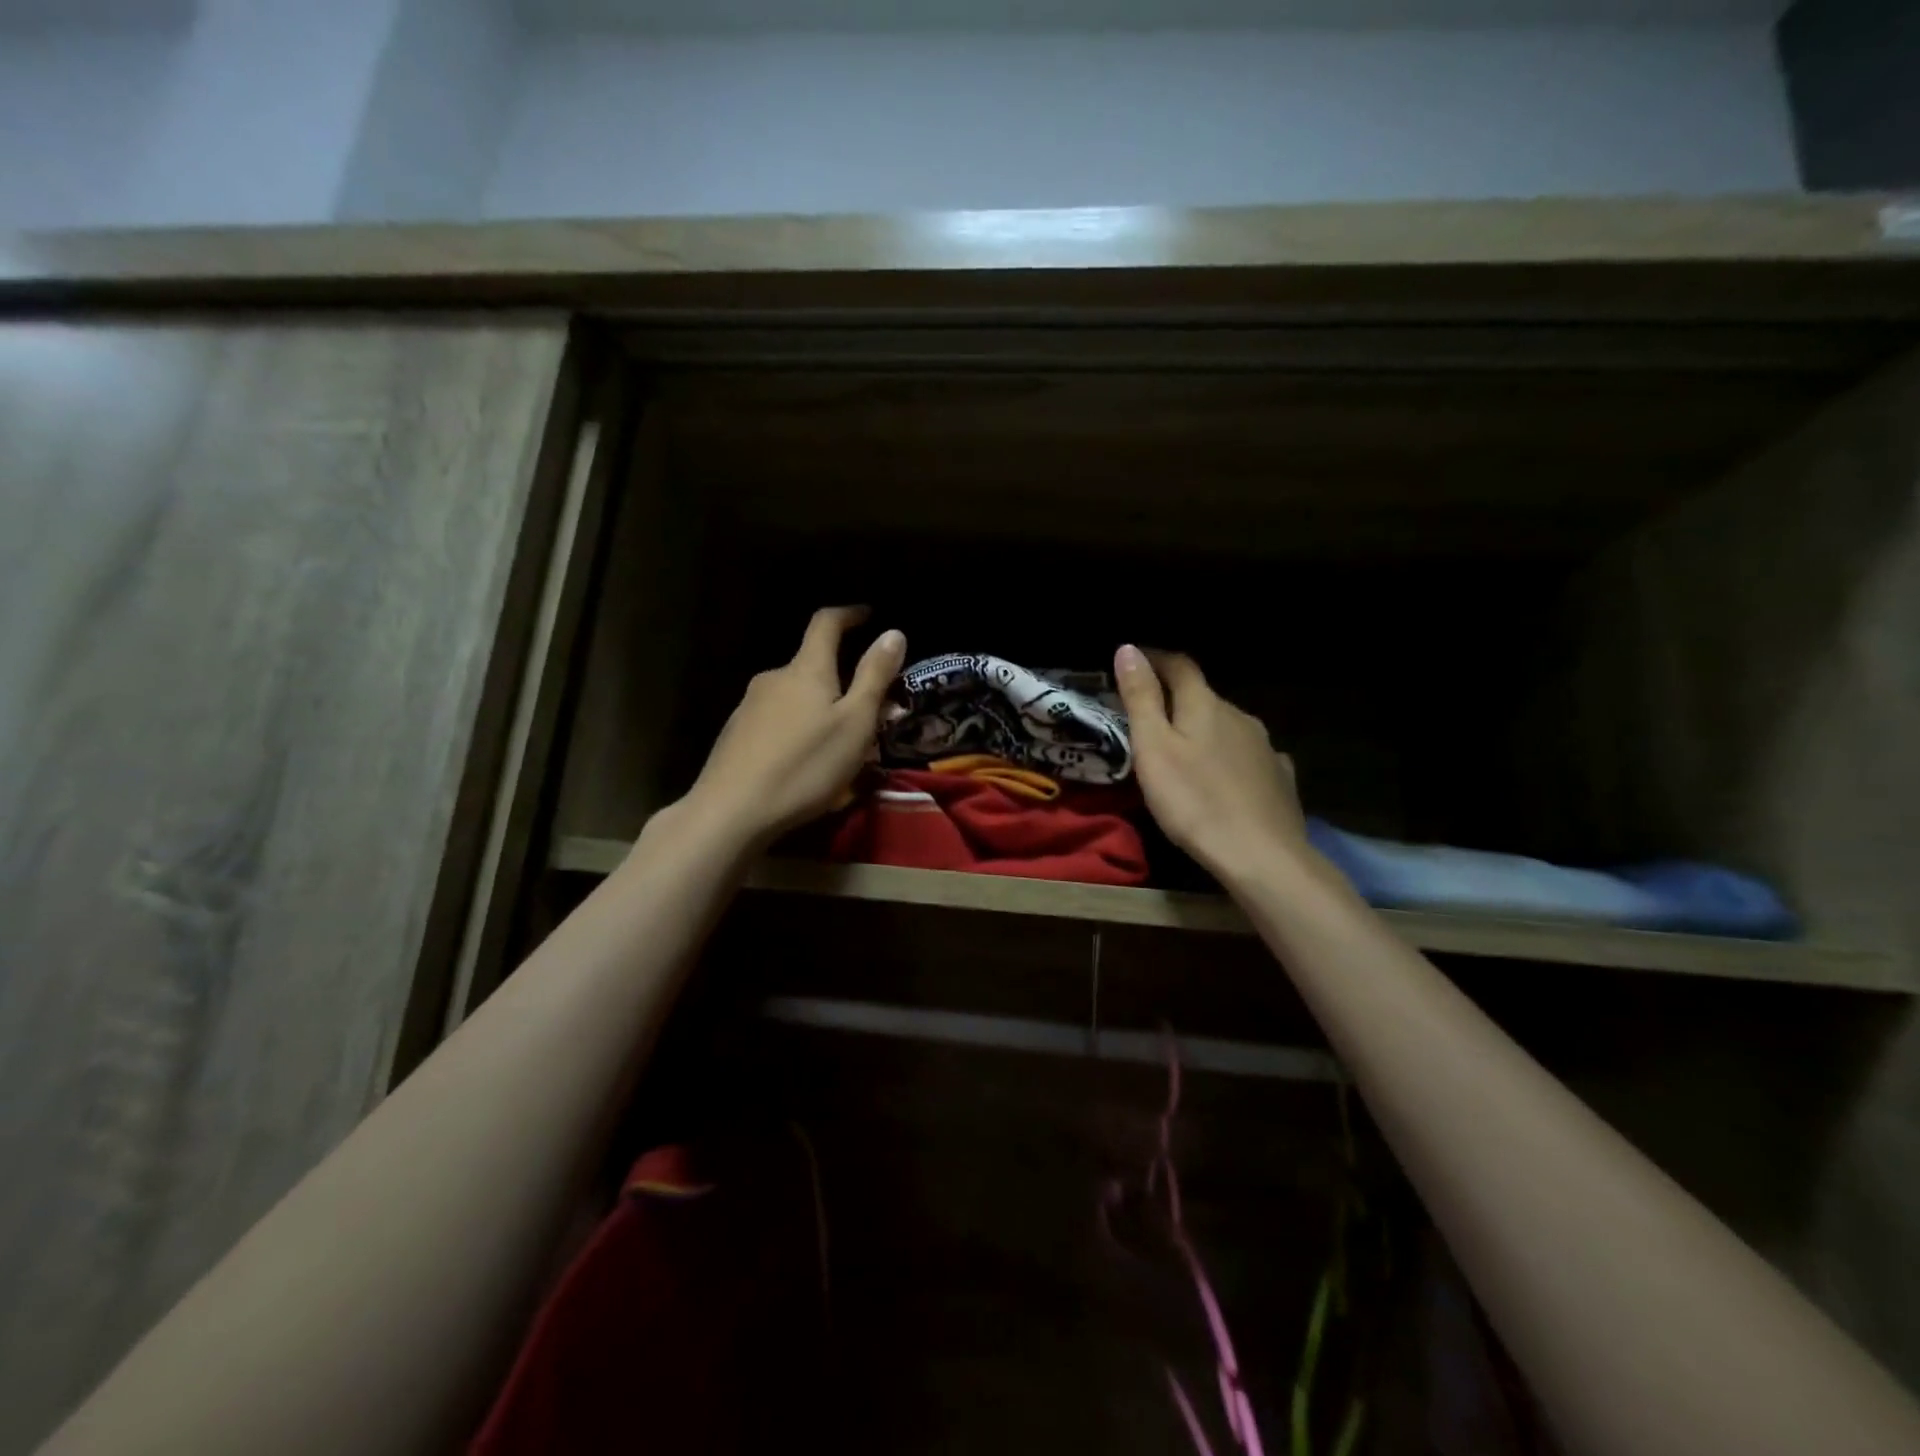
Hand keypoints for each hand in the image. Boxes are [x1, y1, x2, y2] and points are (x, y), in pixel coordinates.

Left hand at [680, 607, 905, 847]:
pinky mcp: (736, 734)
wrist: (732, 811)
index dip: (849, 615)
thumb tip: (893, 633)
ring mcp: (749, 706)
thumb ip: (875, 676)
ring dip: (819, 709)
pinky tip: (804, 761)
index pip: (826, 624)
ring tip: (839, 744)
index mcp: (806, 669)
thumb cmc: (806, 765)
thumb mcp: (855, 723)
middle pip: (812, 666)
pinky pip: (777, 720)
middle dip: (842, 680)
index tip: (868, 615)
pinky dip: (797, 728)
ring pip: (795, 696)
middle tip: (867, 710)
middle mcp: (774, 678)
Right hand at [1114, 644, 1308, 883]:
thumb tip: (1128, 648)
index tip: (1134, 660)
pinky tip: (1225, 777)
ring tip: (1184, 753)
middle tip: (1149, 719)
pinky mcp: (1279, 777)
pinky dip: (1230, 758)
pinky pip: (1248, 756)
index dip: (1155, 659)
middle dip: (1176, 700)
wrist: (1262, 856)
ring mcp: (1265, 747)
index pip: (1179, 666)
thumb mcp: (1153, 749)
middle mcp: (1239, 716)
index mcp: (1205, 705)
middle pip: (1204, 697)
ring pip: (1227, 727)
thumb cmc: (1194, 801)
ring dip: (1204, 731)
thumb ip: (1141, 698)